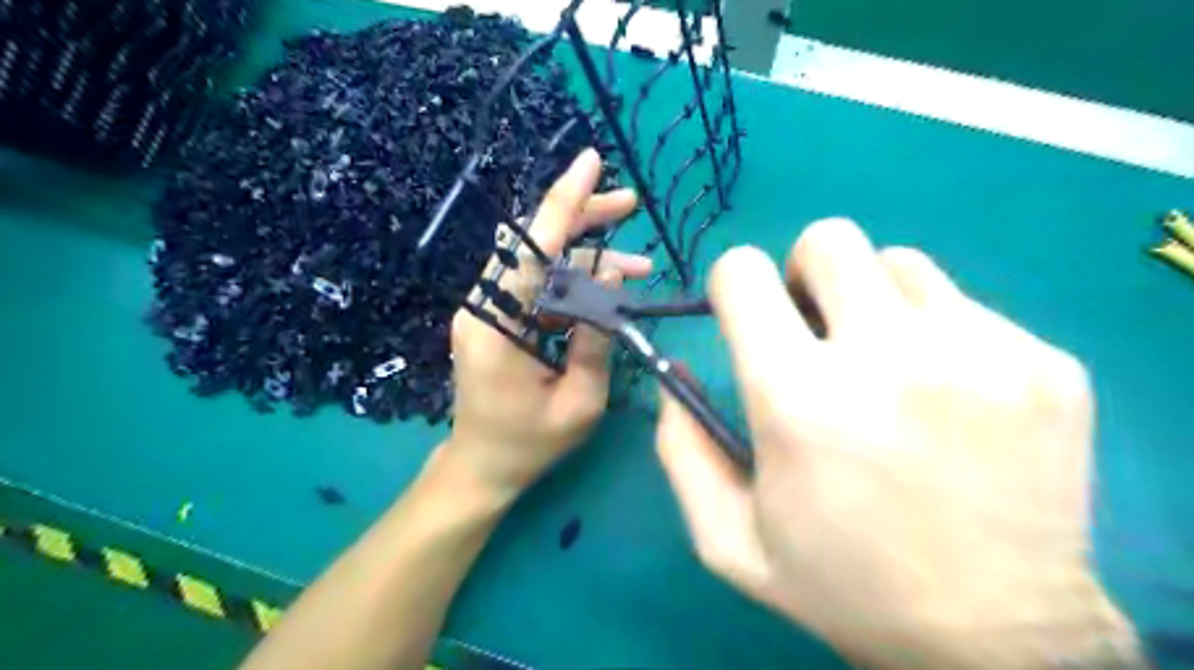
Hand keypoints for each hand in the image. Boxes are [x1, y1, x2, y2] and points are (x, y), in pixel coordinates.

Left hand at [441, 150, 650, 504]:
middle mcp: (483, 306)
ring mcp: (486, 310)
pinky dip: (573, 280)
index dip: (563, 201)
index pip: (532, 248)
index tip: (591, 161)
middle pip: (534, 242)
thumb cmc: (529, 444)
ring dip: (586, 254)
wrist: (482, 467)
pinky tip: (607, 288)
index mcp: (496, 326)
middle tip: (629, 204)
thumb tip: (609, 280)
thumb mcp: (578, 402)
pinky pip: (537, 284)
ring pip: (539, 261)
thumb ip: (595, 341)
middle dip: (582, 218)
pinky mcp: (496, 318)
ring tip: (636, 264)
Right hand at [662, 216, 1135, 664]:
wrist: (997, 640)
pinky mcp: (1045, 364)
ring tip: (883, 362)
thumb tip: (674, 368)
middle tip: (816, 328)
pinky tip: (947, 396)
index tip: (749, 315)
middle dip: (804, 273)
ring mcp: (981, 353)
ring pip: (898, 261)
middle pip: (828, 239)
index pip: (743, 273)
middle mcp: (888, 358)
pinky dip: (936, 333)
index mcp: (798, 399)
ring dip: (873, 300)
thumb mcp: (729, 539)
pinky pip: (964, 306)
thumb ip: (681, 448)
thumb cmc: (845, 585)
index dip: (734, 285)